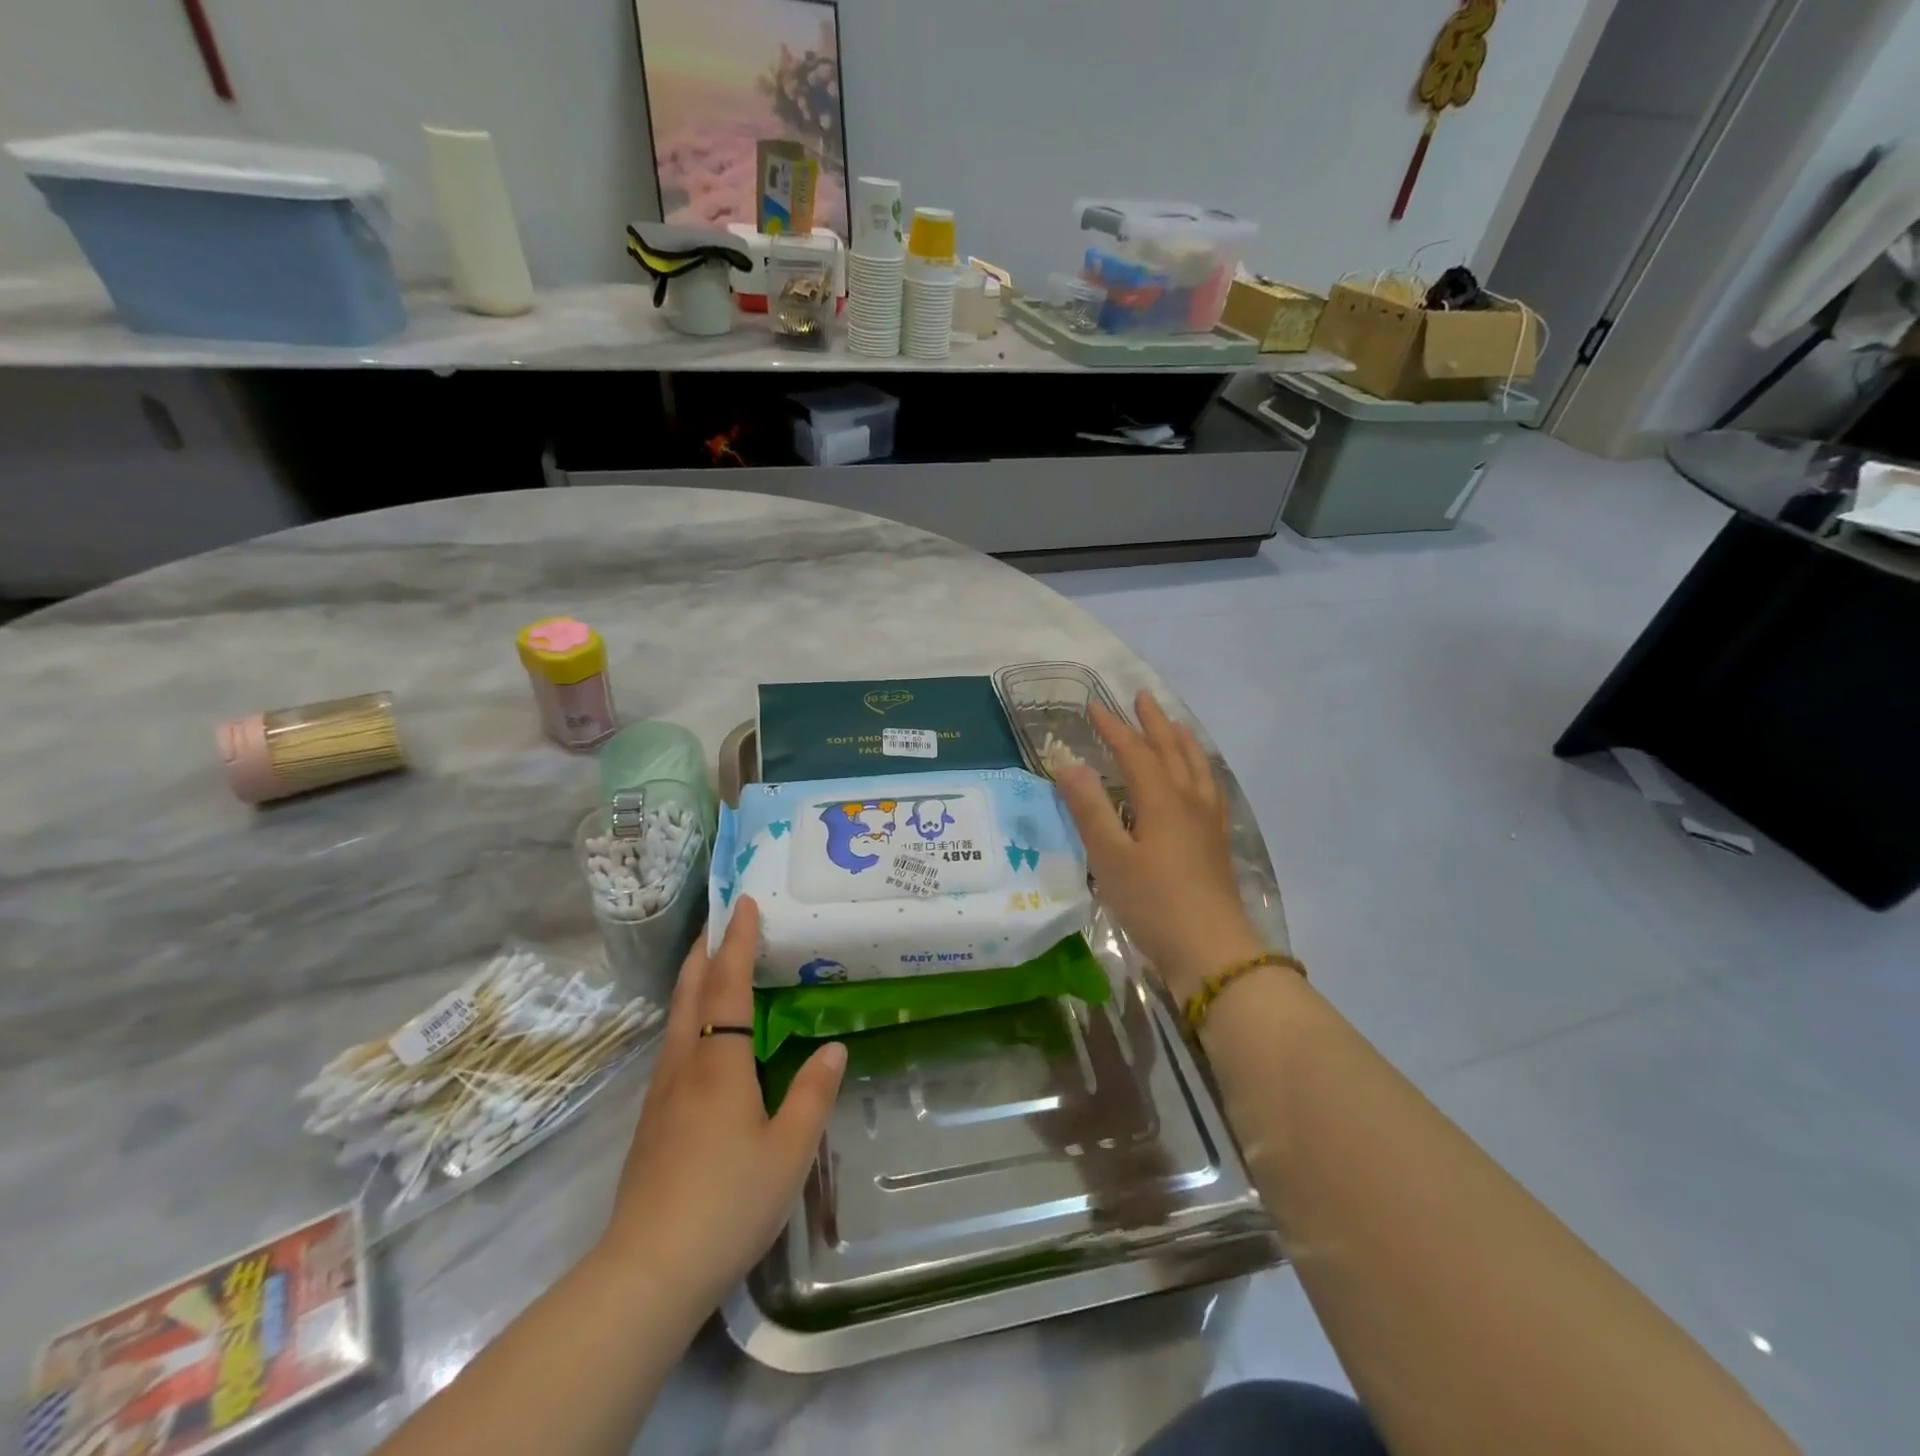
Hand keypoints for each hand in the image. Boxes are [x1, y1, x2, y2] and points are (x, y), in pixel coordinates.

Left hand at [599, 897, 844, 1315]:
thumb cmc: (727, 1204)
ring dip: (693, 982)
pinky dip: (689, 1018)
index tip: (742, 905)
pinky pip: (673, 1047)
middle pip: (688, 993)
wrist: (646, 1274)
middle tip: (719, 921)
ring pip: (675, 1019)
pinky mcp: (651, 1122)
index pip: (727, 987)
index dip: (736, 943)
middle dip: (703, 952)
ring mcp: (660, 1095)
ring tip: (714, 967)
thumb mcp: (789, 1152)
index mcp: (718, 1065)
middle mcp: (683, 1067)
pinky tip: (704, 1038)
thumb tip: (833, 1049)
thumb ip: (813, 1095)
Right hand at [1056, 692, 1265, 1002]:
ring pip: (1197, 767)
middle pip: (1172, 750)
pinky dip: (1201, 769)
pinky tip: (1200, 779)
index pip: (1135, 752)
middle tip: (1140, 698)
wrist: (1211, 950)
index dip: (1113, 728)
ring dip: (1182, 740)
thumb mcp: (1110, 857)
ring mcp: (1209, 821)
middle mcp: (1189, 801)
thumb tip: (1067, 763)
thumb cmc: (1153, 903)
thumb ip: (1089, 808)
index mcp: (1162, 800)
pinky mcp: (1217, 841)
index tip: (1094, 706)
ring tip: (1174, 725)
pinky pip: (1210, 788)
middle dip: (1153, 723)